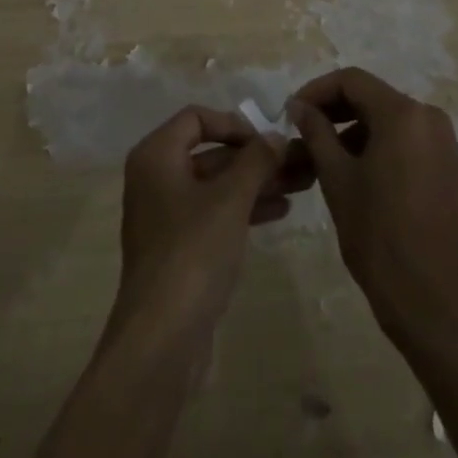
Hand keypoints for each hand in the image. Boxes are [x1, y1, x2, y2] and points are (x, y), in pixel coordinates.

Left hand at [106, 106, 299, 357]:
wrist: (162, 339)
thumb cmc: (193, 252)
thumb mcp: (231, 199)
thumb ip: (256, 160)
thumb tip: (276, 135)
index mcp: (156, 155)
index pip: (197, 118)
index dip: (234, 123)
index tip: (267, 138)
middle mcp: (156, 178)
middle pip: (211, 152)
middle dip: (255, 157)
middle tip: (298, 160)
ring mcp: (166, 215)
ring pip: (217, 185)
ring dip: (256, 182)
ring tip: (301, 183)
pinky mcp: (179, 248)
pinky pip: (215, 213)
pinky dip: (244, 208)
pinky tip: (280, 210)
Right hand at [288, 68, 457, 342]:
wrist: (435, 303)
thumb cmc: (380, 237)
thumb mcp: (338, 180)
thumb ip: (316, 133)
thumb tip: (299, 105)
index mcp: (403, 114)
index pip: (352, 81)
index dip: (317, 90)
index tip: (291, 113)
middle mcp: (428, 117)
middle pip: (372, 97)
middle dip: (334, 111)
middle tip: (302, 134)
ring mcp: (443, 142)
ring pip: (388, 119)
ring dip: (353, 130)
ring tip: (322, 159)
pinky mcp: (447, 166)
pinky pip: (405, 140)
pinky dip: (377, 146)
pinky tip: (354, 173)